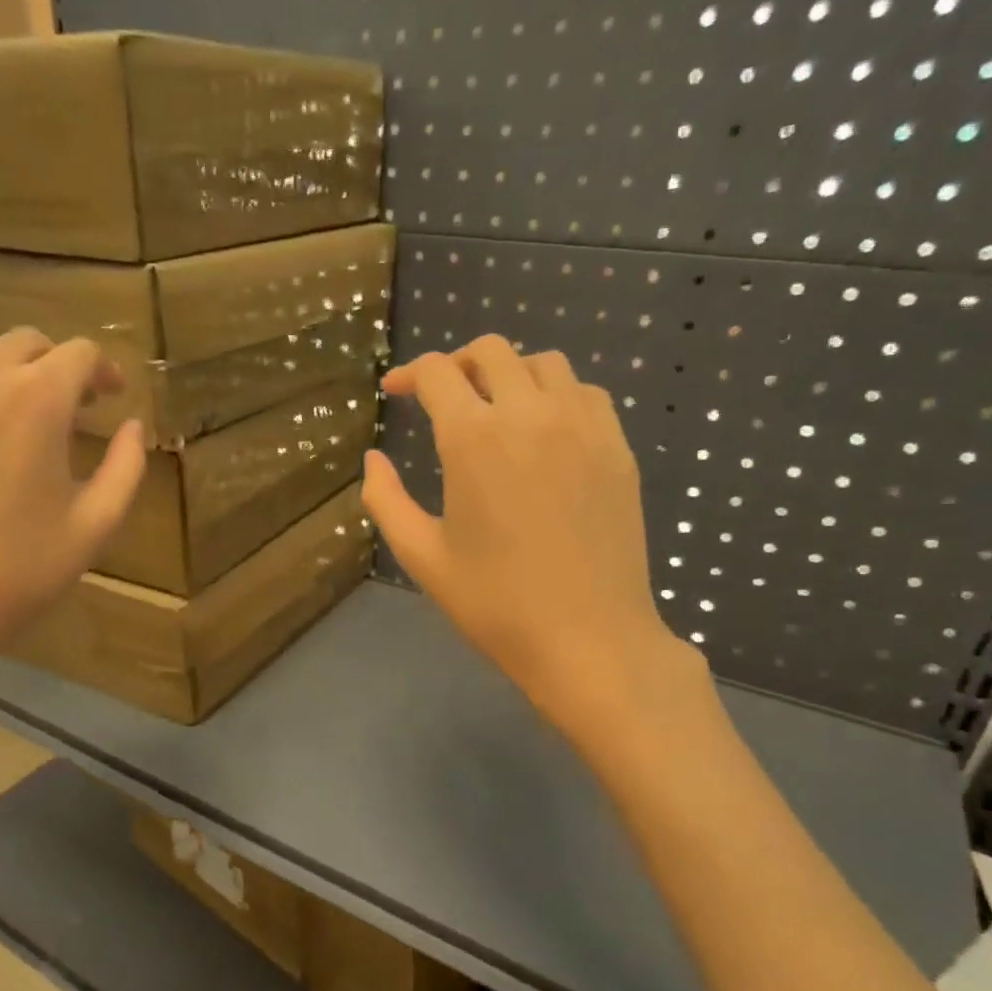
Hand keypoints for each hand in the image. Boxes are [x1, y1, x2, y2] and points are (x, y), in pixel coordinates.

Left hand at [0, 327, 145, 695]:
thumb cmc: (17, 573)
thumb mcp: (96, 525)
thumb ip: (126, 466)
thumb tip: (131, 425)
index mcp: (37, 401)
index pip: (79, 353)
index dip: (102, 370)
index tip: (108, 397)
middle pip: (24, 342)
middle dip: (54, 366)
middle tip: (63, 408)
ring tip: (1, 405)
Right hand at [363, 335, 700, 742]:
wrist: (588, 639)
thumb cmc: (495, 604)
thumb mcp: (422, 556)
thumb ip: (385, 500)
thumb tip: (373, 459)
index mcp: (474, 438)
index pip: (438, 373)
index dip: (409, 375)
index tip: (396, 392)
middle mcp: (530, 414)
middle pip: (491, 351)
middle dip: (457, 365)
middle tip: (442, 398)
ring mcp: (582, 426)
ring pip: (544, 363)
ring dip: (510, 373)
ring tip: (495, 408)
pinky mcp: (617, 447)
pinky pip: (585, 393)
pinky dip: (556, 394)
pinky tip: (545, 430)